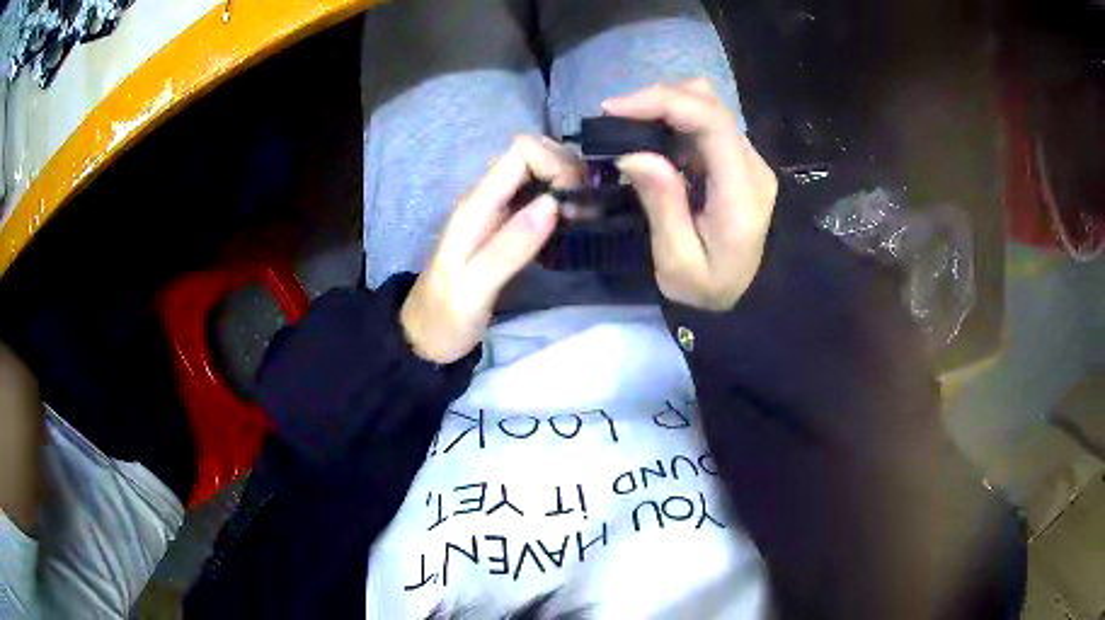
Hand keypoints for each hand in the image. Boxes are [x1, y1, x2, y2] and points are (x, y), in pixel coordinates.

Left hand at [400, 136, 581, 362]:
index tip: (575, 201)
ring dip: (567, 185)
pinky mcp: (506, 226)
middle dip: (567, 171)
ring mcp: (496, 210)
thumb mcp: (474, 288)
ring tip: (584, 217)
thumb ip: (509, 247)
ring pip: (539, 173)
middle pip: (534, 154)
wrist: (424, 337)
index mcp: (476, 204)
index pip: (523, 149)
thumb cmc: (445, 316)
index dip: (556, 164)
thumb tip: (552, 204)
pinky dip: (561, 202)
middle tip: (585, 209)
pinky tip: (573, 225)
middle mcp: (487, 197)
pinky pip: (539, 197)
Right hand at [603, 79, 777, 310]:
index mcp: (741, 189)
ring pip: (705, 105)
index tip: (612, 110)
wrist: (753, 299)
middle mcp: (749, 163)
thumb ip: (661, 205)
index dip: (661, 101)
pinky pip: (703, 124)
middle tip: (615, 122)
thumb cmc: (714, 289)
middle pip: (708, 101)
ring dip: (663, 108)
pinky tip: (648, 141)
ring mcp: (746, 159)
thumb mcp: (679, 262)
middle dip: (657, 100)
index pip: (710, 120)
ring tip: (628, 130)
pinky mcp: (736, 161)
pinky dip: (671, 121)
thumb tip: (632, 154)